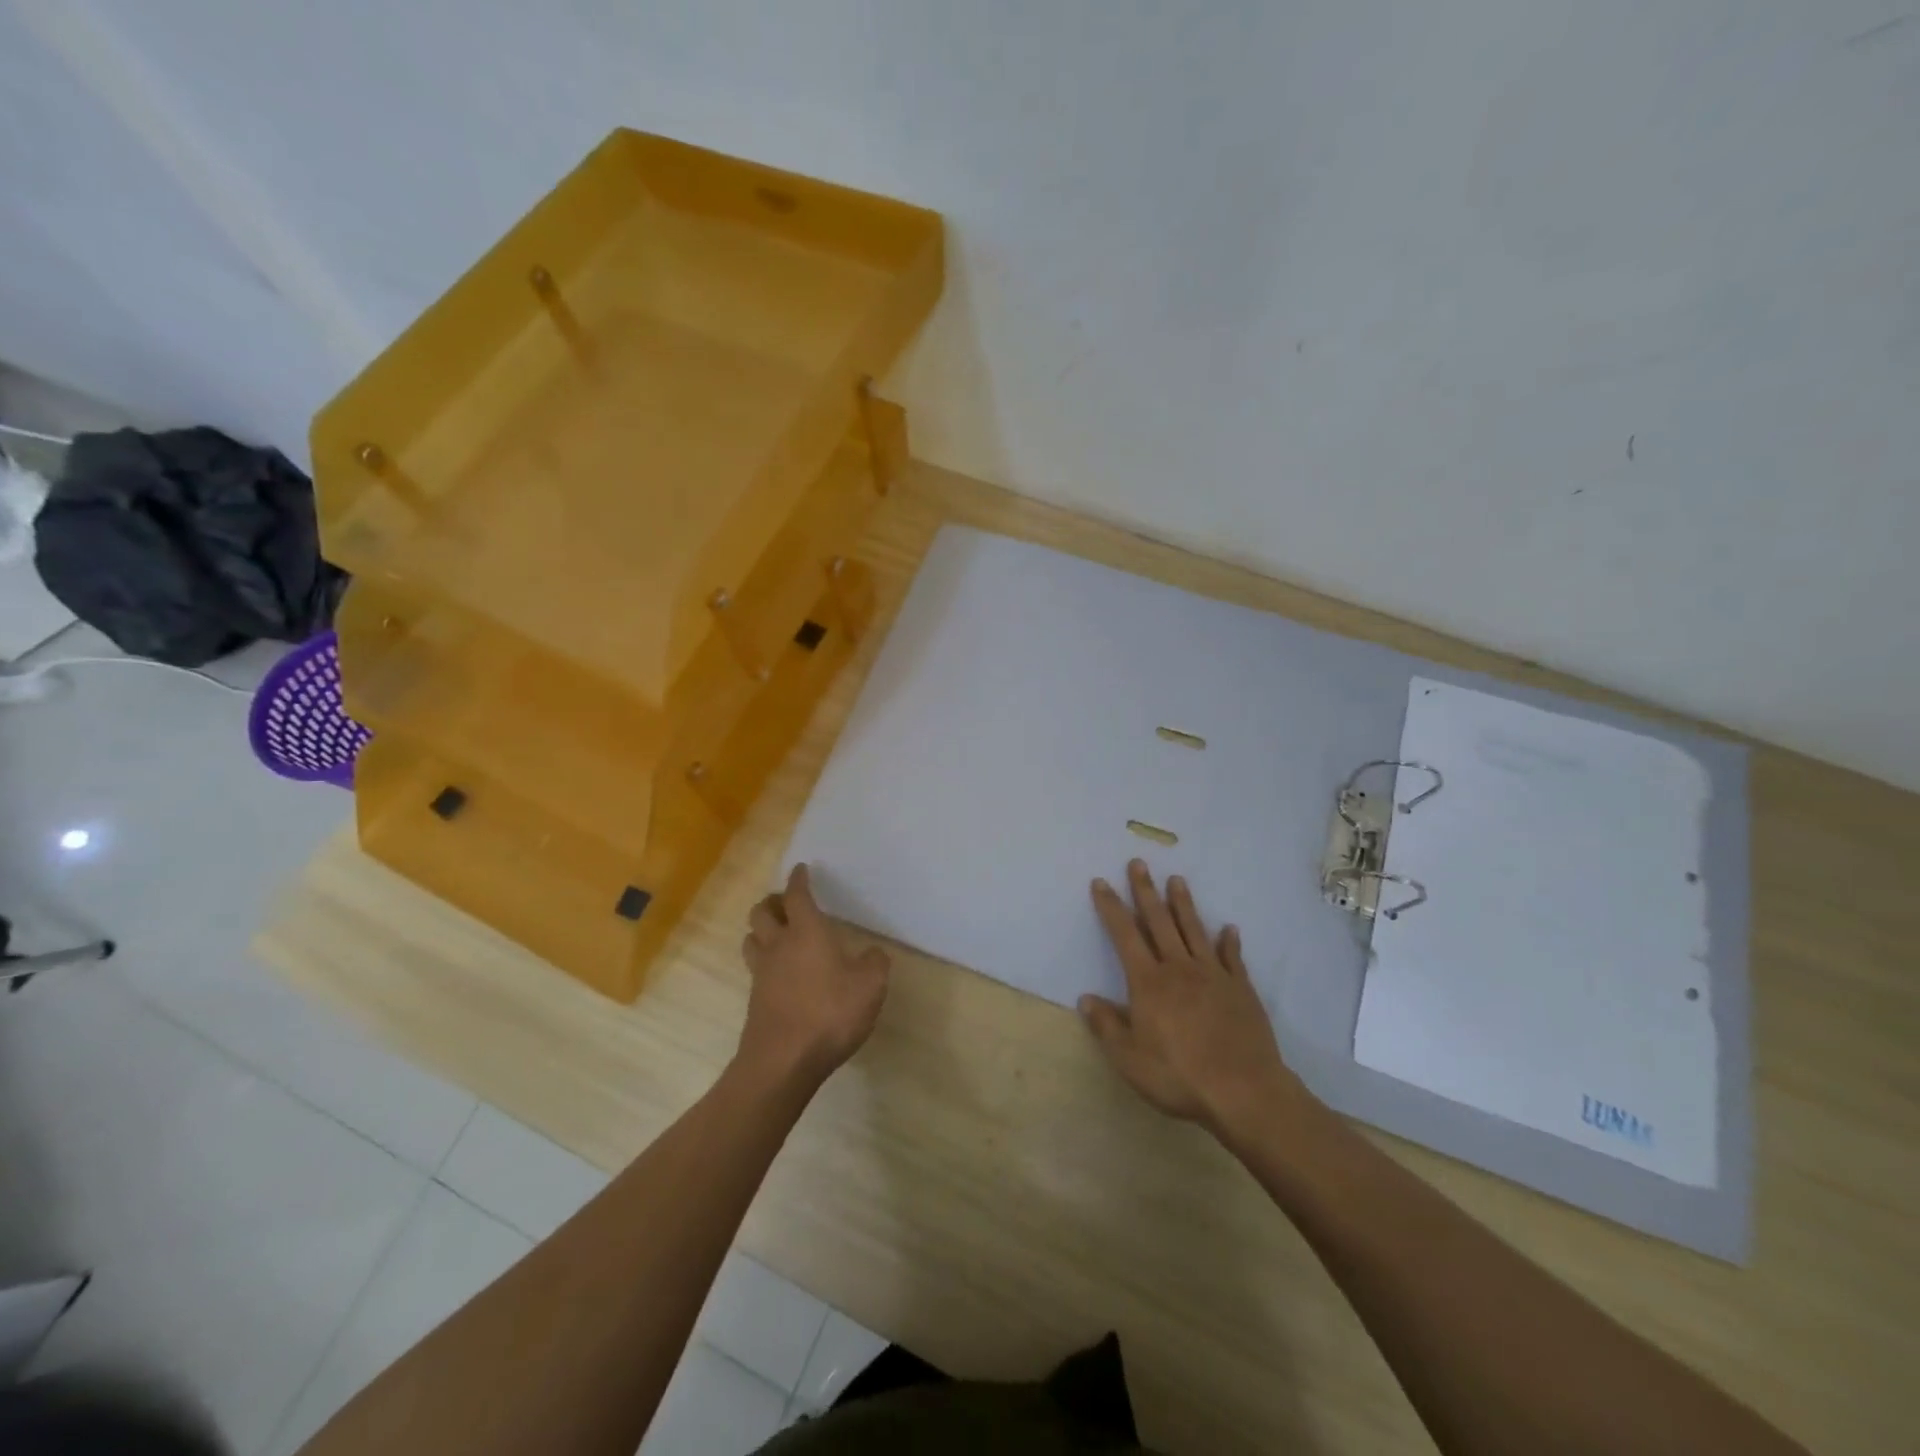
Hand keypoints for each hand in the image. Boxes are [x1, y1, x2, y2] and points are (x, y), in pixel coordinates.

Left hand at [737, 863, 890, 1089]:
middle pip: (762, 912)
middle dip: (773, 902)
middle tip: (785, 902)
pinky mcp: (755, 1000)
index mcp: (807, 932)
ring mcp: (762, 973)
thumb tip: (873, 952)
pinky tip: (780, 973)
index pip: (797, 896)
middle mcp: (779, 945)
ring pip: (751, 938)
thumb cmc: (830, 1013)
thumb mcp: (870, 986)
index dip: (799, 880)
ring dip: (761, 930)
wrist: (783, 1061)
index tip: (801, 870)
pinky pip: (755, 968)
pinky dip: (764, 961)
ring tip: (777, 933)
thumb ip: (875, 963)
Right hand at [1082, 861, 1305, 1137]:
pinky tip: (1228, 928)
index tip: (1101, 883)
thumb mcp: (1129, 1059)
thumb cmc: (1179, 1075)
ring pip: (1193, 930)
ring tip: (1177, 880)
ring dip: (1183, 904)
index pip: (1124, 935)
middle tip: (1138, 863)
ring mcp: (1213, 975)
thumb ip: (1106, 1026)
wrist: (1244, 1090)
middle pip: (1159, 921)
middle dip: (1145, 891)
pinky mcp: (1240, 988)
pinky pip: (1231, 957)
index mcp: (1148, 982)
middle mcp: (1178, 968)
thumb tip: (1085, 999)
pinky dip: (1229, 941)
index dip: (1111, 908)